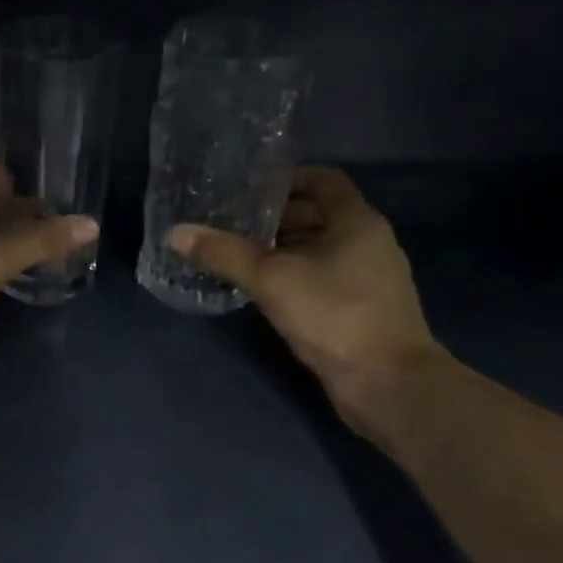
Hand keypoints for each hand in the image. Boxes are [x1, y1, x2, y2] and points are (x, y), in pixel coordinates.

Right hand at [168, 167, 441, 439]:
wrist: (386, 382)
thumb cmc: (334, 315)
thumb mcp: (272, 280)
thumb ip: (224, 254)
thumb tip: (176, 233)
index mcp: (357, 222)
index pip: (323, 180)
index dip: (286, 180)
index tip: (247, 190)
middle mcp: (367, 243)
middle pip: (318, 216)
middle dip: (275, 219)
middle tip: (231, 226)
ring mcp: (366, 279)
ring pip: (318, 251)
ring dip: (281, 251)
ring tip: (237, 257)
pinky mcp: (358, 309)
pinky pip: (321, 279)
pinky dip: (292, 278)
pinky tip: (262, 292)